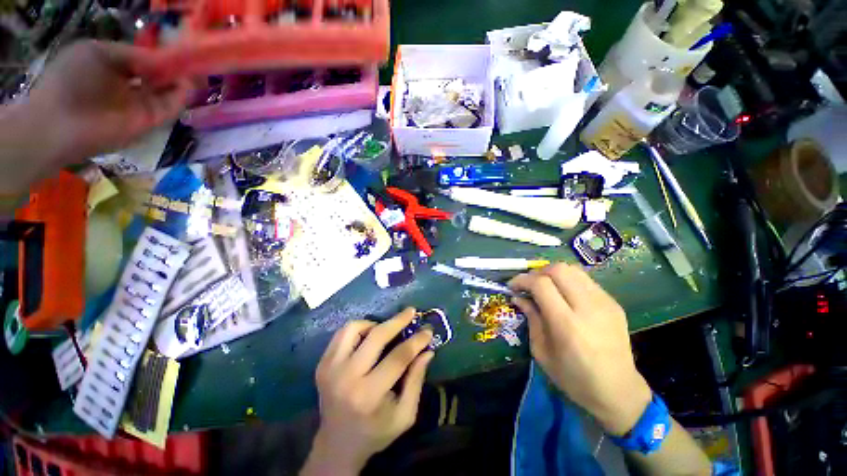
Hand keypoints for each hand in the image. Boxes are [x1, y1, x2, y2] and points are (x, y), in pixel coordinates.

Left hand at [25, 40, 190, 164]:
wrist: (61, 125)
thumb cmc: (71, 80)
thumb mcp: (97, 53)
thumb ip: (132, 54)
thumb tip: (162, 59)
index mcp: (111, 66)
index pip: (142, 60)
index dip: (159, 55)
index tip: (177, 51)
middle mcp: (126, 85)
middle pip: (156, 76)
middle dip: (173, 70)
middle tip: (192, 64)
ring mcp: (137, 105)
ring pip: (165, 92)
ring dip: (180, 83)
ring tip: (195, 73)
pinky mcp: (147, 121)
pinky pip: (168, 107)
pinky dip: (180, 97)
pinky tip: (187, 85)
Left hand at [302, 308, 433, 474]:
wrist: (337, 444)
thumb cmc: (376, 431)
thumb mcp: (404, 415)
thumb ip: (416, 380)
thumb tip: (427, 350)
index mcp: (369, 395)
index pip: (398, 357)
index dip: (416, 341)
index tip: (428, 331)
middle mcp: (347, 378)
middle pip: (376, 337)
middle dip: (398, 321)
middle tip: (411, 312)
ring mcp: (330, 368)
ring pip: (354, 328)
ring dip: (374, 323)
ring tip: (386, 329)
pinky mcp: (322, 364)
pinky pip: (342, 334)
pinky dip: (358, 329)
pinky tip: (368, 337)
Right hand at [509, 263, 651, 435]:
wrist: (618, 391)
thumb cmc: (574, 377)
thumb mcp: (542, 351)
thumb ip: (531, 318)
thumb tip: (518, 297)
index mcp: (567, 324)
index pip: (541, 284)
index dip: (522, 280)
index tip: (512, 286)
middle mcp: (588, 308)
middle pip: (559, 270)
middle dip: (537, 272)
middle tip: (528, 285)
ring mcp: (605, 303)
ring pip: (573, 269)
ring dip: (553, 273)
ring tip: (545, 286)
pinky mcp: (614, 303)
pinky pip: (585, 280)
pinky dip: (568, 281)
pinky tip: (564, 295)